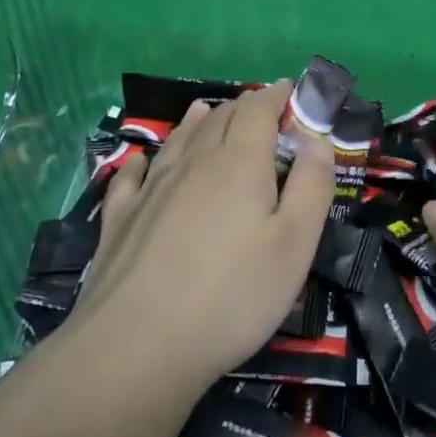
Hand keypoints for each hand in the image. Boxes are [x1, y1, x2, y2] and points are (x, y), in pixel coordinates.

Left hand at [63, 82, 334, 398]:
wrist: (137, 345)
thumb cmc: (233, 295)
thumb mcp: (295, 244)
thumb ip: (312, 186)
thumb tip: (316, 139)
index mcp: (240, 162)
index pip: (258, 109)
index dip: (275, 96)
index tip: (289, 91)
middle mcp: (193, 162)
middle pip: (219, 118)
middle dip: (243, 107)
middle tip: (259, 110)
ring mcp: (151, 189)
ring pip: (178, 139)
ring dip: (198, 121)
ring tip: (206, 110)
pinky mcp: (119, 219)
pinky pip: (132, 175)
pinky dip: (144, 160)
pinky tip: (141, 161)